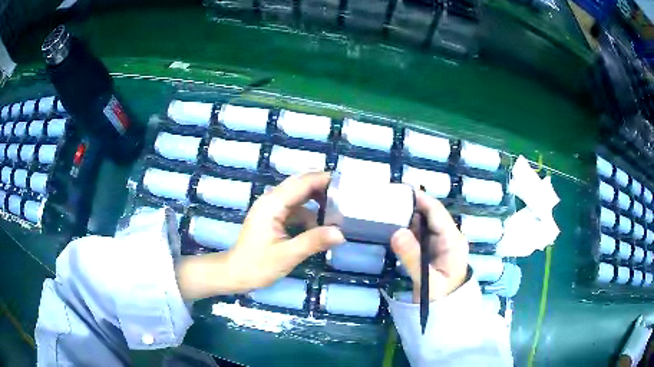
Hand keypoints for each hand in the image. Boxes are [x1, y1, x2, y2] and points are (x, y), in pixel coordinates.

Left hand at [176, 172, 344, 299]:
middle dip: (323, 188)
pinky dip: (309, 214)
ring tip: (337, 213)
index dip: (324, 180)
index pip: (302, 183)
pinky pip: (295, 208)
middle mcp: (272, 200)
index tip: (347, 185)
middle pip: (301, 184)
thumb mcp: (287, 255)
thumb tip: (341, 233)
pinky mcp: (273, 217)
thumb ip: (313, 241)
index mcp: (273, 204)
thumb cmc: (257, 265)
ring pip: (299, 196)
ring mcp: (272, 208)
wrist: (235, 273)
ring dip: (317, 202)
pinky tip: (320, 227)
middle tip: (346, 197)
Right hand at [391, 191, 468, 301]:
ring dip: (407, 216)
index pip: (436, 213)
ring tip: (386, 208)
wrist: (447, 312)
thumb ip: (412, 257)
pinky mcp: (433, 249)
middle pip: (430, 215)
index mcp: (453, 240)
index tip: (401, 188)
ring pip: (423, 223)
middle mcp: (448, 236)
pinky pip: (420, 234)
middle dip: (411, 205)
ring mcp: (440, 243)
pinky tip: (393, 226)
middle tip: (387, 198)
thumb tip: (396, 231)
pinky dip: (407, 229)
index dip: (421, 198)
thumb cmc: (441, 297)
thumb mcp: (427, 280)